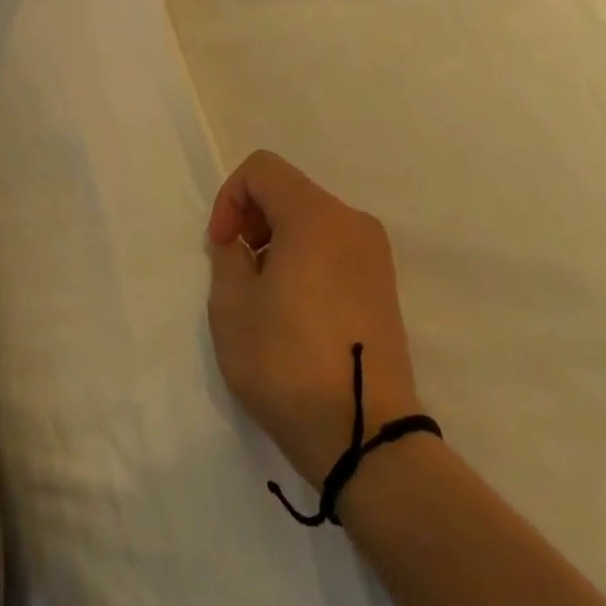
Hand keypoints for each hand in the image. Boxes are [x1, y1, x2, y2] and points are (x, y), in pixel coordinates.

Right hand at [206, 151, 424, 483]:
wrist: (366, 437)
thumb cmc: (288, 363)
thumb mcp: (232, 307)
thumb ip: (228, 256)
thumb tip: (242, 244)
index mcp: (315, 215)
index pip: (262, 168)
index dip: (230, 197)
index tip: (222, 245)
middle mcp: (352, 221)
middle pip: (289, 190)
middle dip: (253, 219)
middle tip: (237, 270)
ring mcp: (375, 253)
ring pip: (312, 219)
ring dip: (278, 240)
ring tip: (264, 295)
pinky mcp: (384, 284)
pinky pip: (334, 246)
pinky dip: (306, 258)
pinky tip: (296, 310)